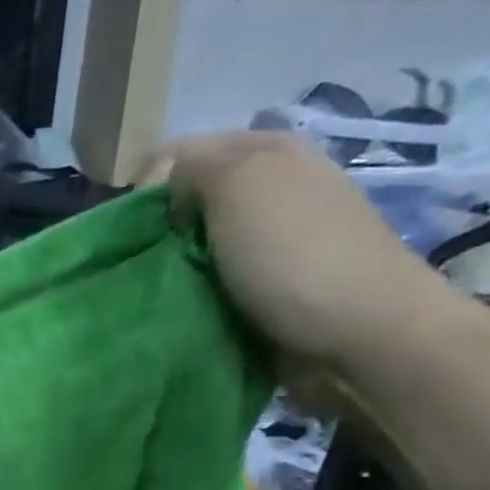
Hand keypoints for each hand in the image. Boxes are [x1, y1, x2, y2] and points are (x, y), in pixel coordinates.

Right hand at [148, 131, 453, 369]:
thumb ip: (190, 167)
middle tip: (139, 264)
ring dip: (173, 269)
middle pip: (190, 203)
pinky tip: (180, 310)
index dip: (148, 185)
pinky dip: (193, 298)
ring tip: (153, 291)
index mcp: (267, 152)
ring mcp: (270, 245)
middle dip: (160, 230)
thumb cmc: (294, 254)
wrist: (358, 336)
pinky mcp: (267, 292)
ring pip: (197, 248)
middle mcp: (271, 191)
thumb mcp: (239, 184)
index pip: (182, 154)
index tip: (132, 228)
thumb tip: (164, 189)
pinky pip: (212, 287)